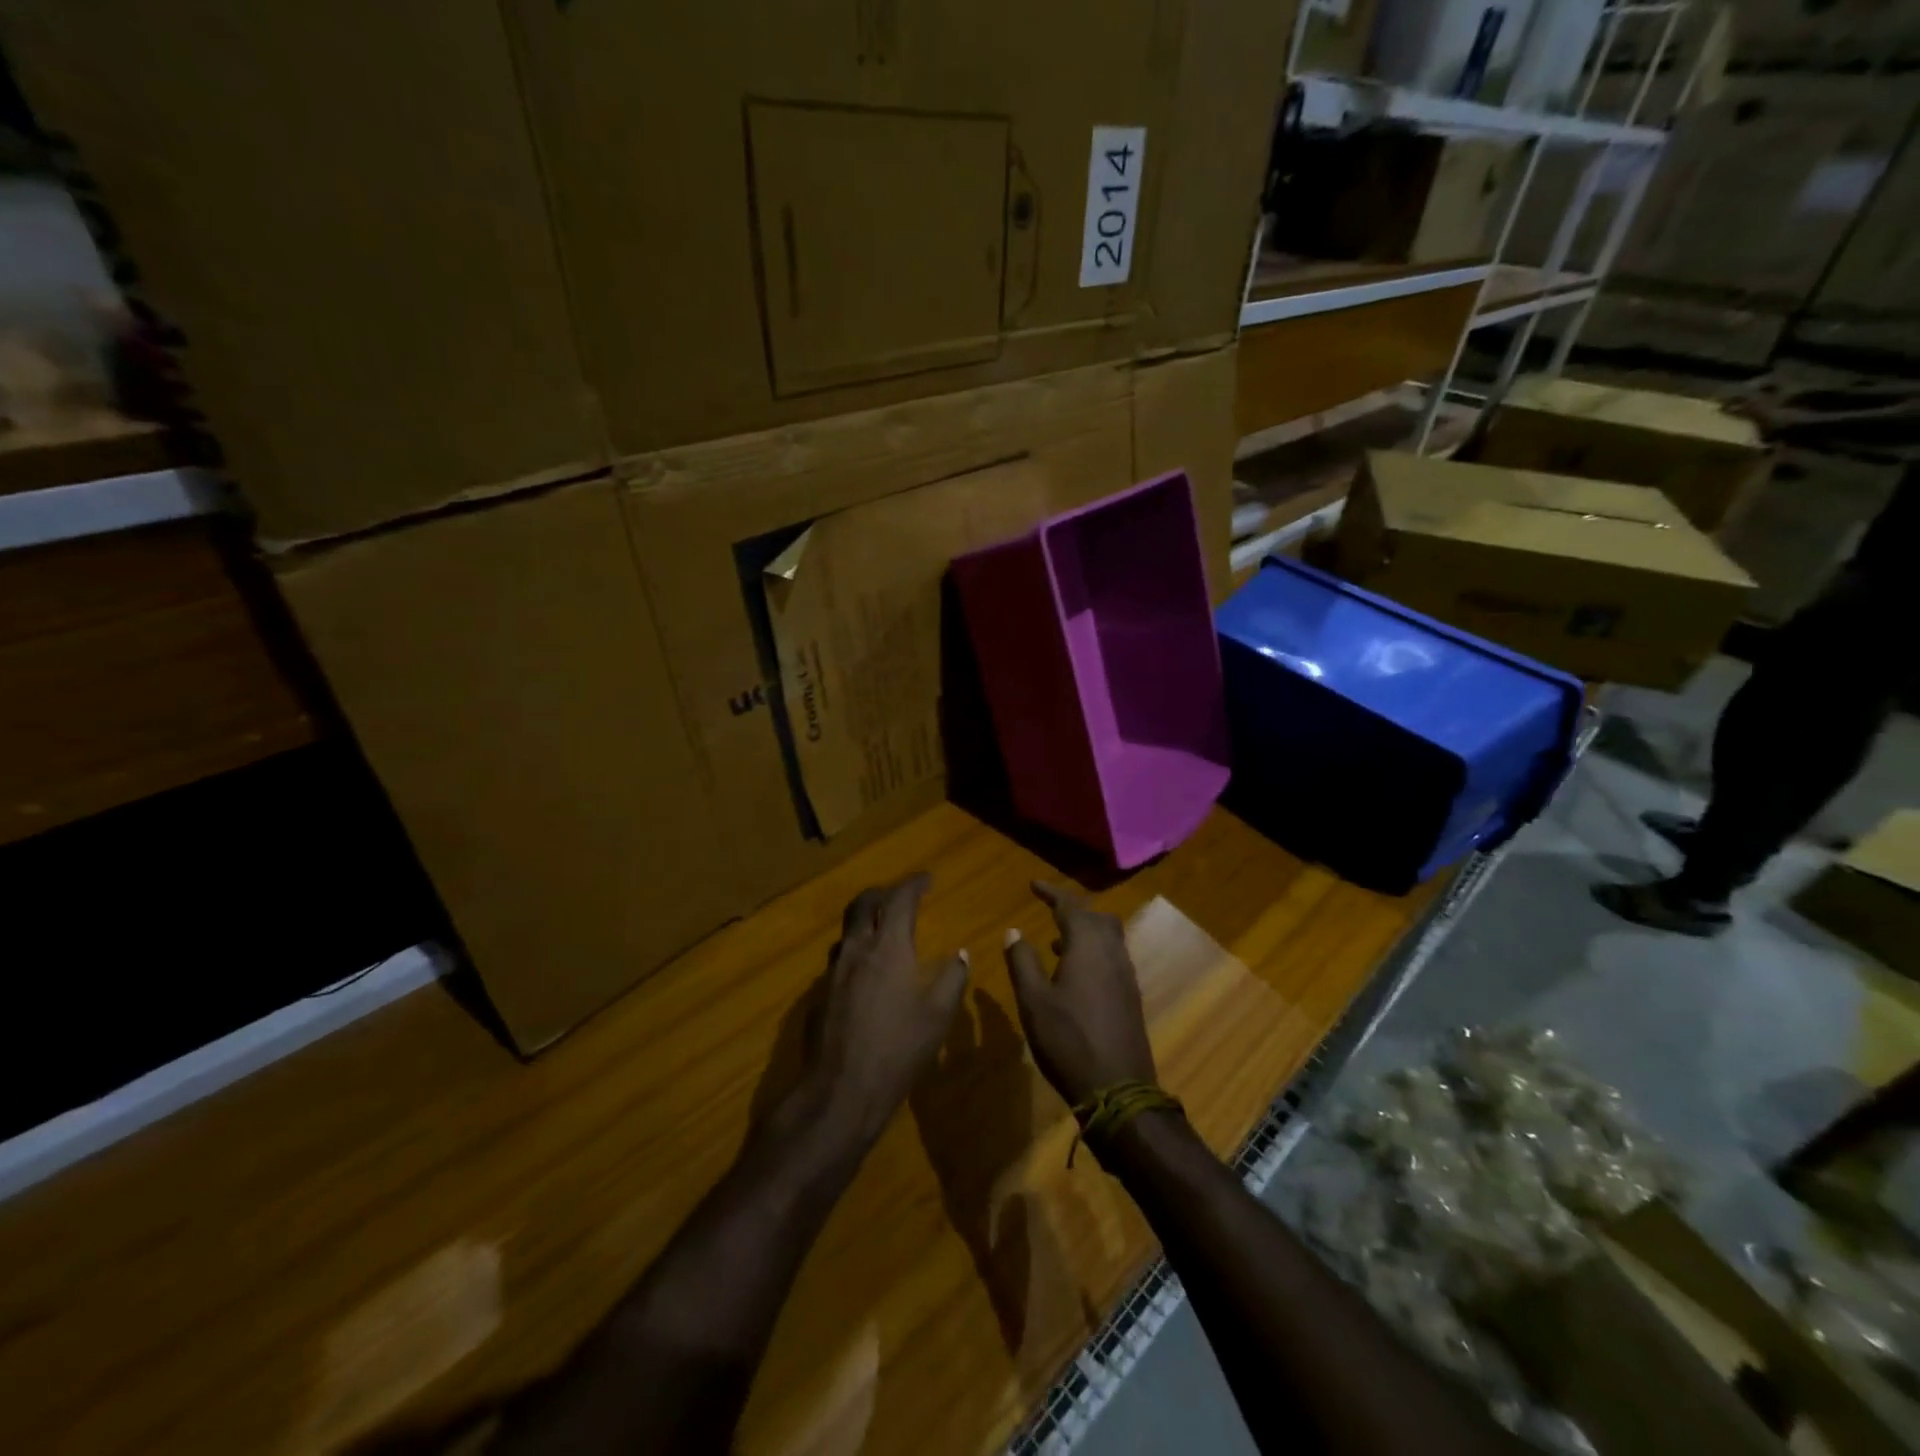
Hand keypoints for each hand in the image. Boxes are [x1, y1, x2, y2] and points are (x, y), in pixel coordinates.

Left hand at [805, 874, 968, 1148]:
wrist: (840, 1090)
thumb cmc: (898, 1049)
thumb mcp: (938, 1015)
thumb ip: (952, 979)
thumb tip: (960, 955)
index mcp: (888, 948)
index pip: (900, 900)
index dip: (914, 884)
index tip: (927, 878)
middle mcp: (856, 950)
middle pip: (864, 904)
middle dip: (883, 893)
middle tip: (900, 896)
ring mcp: (832, 972)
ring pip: (847, 931)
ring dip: (865, 921)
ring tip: (882, 931)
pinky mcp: (819, 995)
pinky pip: (838, 959)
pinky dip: (855, 952)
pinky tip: (865, 974)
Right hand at [1004, 881, 1155, 1108]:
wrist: (1118, 1089)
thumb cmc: (1068, 1041)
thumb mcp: (1033, 1001)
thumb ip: (1022, 961)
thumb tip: (1014, 931)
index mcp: (1088, 947)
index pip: (1070, 906)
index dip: (1051, 892)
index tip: (1033, 885)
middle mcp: (1112, 953)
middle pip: (1096, 917)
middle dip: (1072, 910)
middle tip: (1049, 911)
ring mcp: (1126, 975)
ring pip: (1109, 937)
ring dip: (1085, 931)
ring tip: (1057, 943)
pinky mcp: (1131, 996)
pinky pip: (1113, 957)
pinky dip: (1094, 951)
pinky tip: (1076, 975)